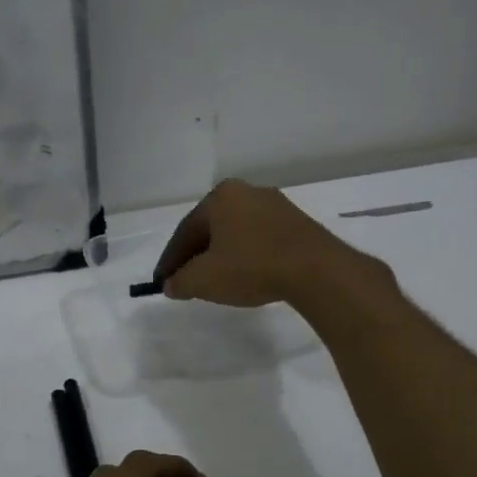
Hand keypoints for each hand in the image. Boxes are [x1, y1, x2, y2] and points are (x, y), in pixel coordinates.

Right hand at [154, 179, 385, 309]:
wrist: (315, 269)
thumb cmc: (251, 266)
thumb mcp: (204, 280)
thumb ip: (180, 281)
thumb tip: (170, 285)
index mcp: (220, 197)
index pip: (185, 231)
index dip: (170, 260)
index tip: (161, 281)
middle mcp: (247, 192)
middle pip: (211, 229)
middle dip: (196, 256)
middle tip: (185, 281)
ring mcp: (275, 206)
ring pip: (236, 233)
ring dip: (221, 256)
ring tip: (214, 281)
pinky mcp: (296, 224)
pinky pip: (259, 239)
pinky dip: (246, 256)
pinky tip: (246, 275)